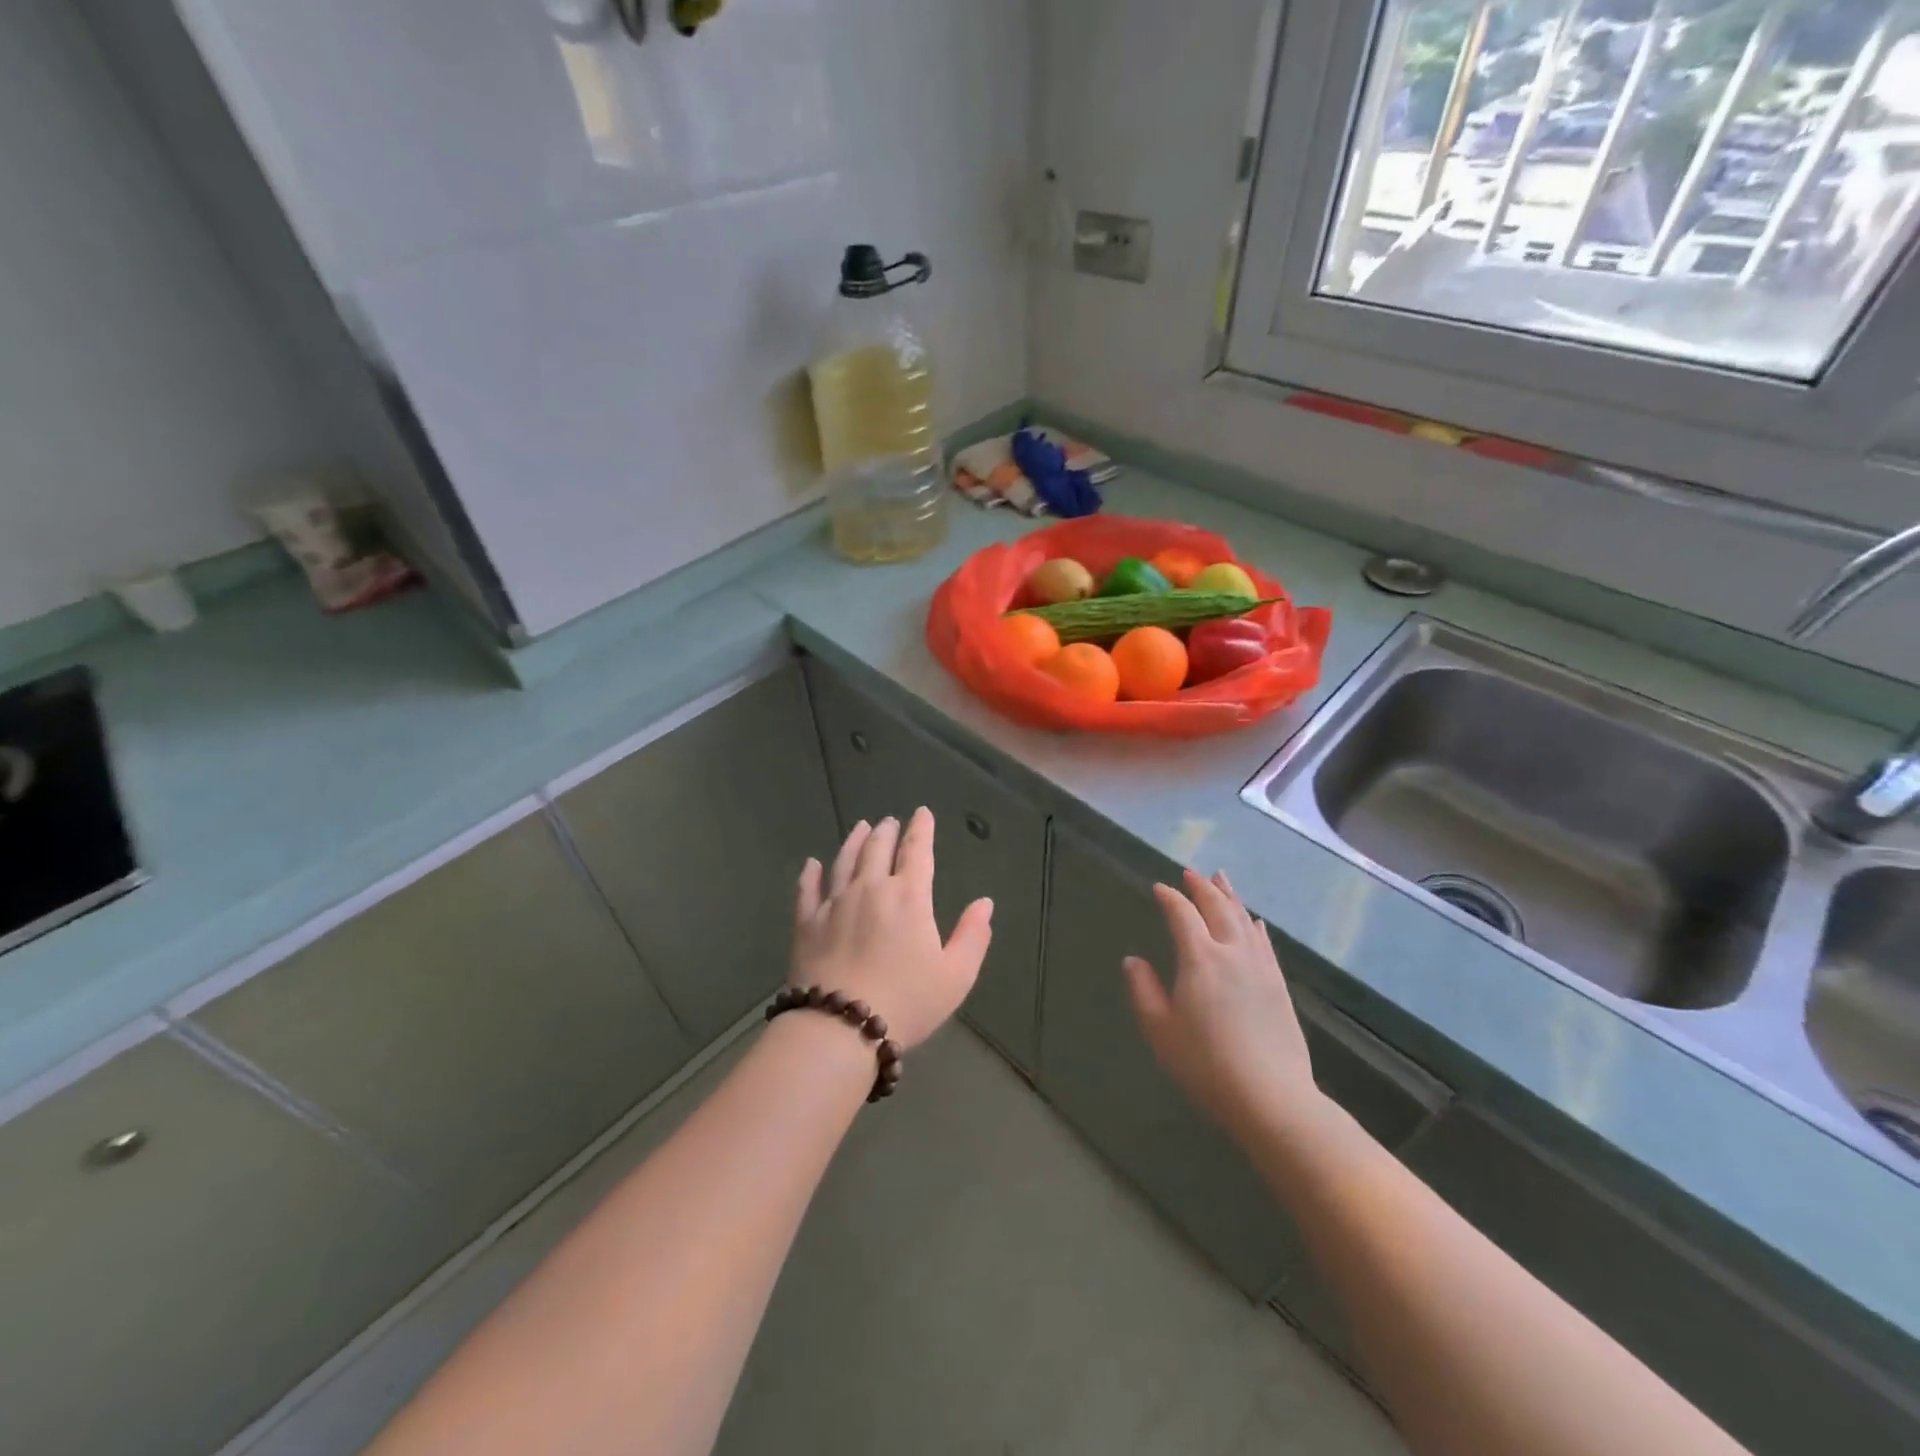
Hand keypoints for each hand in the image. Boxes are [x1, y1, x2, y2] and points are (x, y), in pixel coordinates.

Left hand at [791, 809, 992, 1049]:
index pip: (917, 852)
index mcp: (909, 897)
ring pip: (844, 861)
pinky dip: (810, 873)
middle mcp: (870, 889)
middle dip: (887, 831)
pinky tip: (812, 864)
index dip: (921, 830)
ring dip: (854, 841)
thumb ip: (972, 936)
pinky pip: (808, 889)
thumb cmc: (906, 1001)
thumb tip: (985, 903)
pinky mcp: (807, 923)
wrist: (840, 1026)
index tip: (922, 813)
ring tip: (860, 828)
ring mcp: (834, 904)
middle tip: (890, 821)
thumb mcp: (955, 976)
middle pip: (877, 849)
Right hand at [1123, 869, 1322, 1140]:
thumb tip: (1133, 960)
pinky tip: (1254, 921)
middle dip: (1201, 887)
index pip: (1182, 915)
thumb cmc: (1205, 1064)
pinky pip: (1264, 942)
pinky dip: (1254, 925)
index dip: (1169, 898)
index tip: (1158, 888)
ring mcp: (1260, 967)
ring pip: (1243, 919)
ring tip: (1221, 878)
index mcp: (1199, 958)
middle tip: (1190, 873)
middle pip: (1217, 907)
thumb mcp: (1160, 1029)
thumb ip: (1143, 990)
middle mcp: (1232, 952)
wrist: (1271, 1097)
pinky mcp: (1278, 984)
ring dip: (1230, 896)